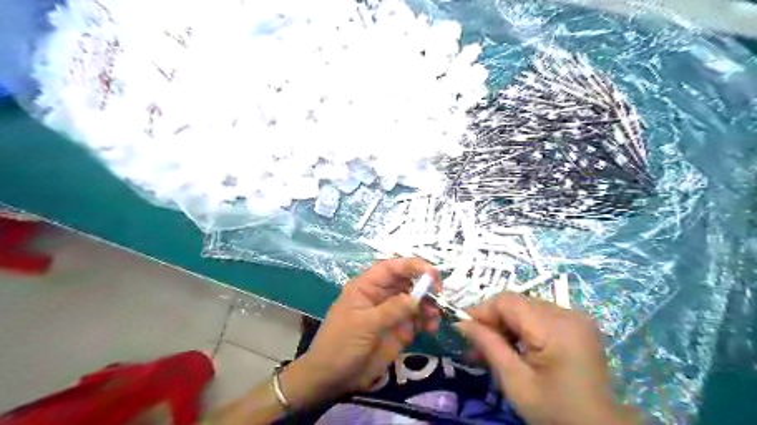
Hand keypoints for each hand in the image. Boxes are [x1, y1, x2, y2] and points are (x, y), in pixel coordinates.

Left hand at [280, 258, 440, 410]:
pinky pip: (418, 319)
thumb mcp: (364, 324)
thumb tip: (416, 298)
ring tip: (436, 316)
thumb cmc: (341, 344)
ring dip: (428, 304)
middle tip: (440, 293)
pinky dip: (428, 320)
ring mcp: (391, 313)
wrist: (333, 377)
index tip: (431, 273)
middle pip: (407, 281)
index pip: (391, 268)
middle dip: (424, 285)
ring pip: (415, 300)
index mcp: (367, 287)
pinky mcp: (399, 330)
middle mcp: (381, 295)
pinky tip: (432, 327)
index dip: (411, 266)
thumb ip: (391, 310)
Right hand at [455, 294, 637, 422]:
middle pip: (516, 303)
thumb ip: (488, 345)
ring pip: (525, 308)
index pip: (507, 301)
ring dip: (505, 325)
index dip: (481, 310)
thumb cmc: (555, 411)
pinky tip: (513, 347)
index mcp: (555, 326)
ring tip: (491, 349)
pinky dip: (521, 328)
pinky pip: (539, 316)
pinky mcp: (577, 325)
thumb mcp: (515, 381)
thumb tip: (460, 323)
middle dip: (492, 321)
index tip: (463, 329)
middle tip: (475, 345)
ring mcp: (575, 317)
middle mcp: (568, 313)